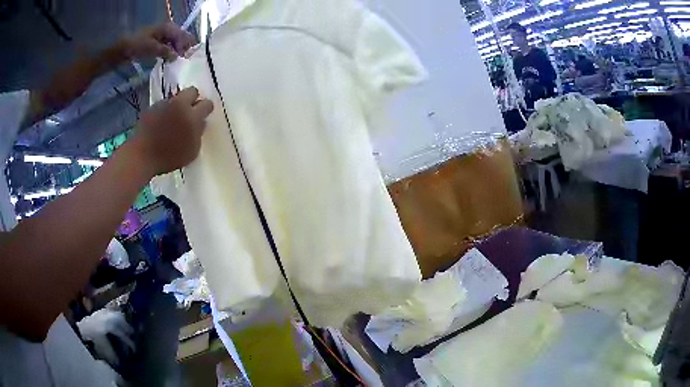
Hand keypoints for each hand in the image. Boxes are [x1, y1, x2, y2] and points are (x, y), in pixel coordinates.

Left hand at [120, 22, 195, 61]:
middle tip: (184, 61)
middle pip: (181, 38)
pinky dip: (171, 52)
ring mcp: (163, 35)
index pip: (182, 36)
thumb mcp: (152, 49)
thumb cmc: (138, 46)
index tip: (184, 59)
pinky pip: (170, 46)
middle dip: (184, 48)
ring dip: (178, 51)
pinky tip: (171, 60)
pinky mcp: (159, 42)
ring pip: (176, 42)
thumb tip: (177, 57)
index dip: (184, 47)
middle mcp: (168, 30)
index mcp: (168, 28)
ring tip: (178, 62)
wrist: (124, 49)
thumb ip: (166, 52)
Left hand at [129, 87, 212, 175]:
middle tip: (190, 112)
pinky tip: (161, 124)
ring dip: (177, 106)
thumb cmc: (169, 157)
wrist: (142, 155)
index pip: (207, 104)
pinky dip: (164, 111)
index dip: (206, 109)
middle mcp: (180, 105)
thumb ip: (198, 134)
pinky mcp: (152, 107)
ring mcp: (165, 104)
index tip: (203, 116)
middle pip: (192, 91)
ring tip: (173, 120)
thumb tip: (201, 123)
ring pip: (176, 98)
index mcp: (193, 116)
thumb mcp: (192, 151)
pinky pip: (163, 105)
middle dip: (193, 99)